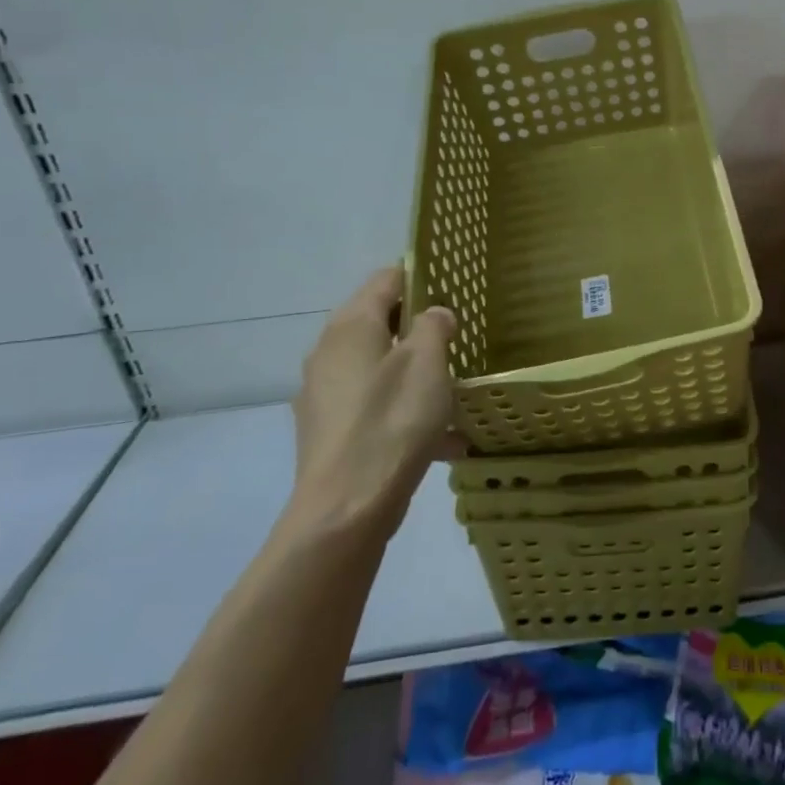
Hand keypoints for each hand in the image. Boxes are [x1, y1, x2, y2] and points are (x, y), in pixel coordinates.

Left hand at [286, 267, 456, 540]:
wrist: (346, 509)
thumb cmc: (392, 422)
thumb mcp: (427, 364)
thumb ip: (434, 327)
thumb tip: (433, 314)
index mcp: (351, 325)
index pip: (386, 278)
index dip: (420, 275)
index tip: (453, 286)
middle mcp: (329, 352)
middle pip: (380, 323)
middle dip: (420, 328)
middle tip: (460, 338)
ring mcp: (325, 394)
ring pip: (379, 367)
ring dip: (415, 372)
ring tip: (455, 391)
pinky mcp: (330, 431)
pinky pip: (374, 406)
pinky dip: (404, 410)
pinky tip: (442, 440)